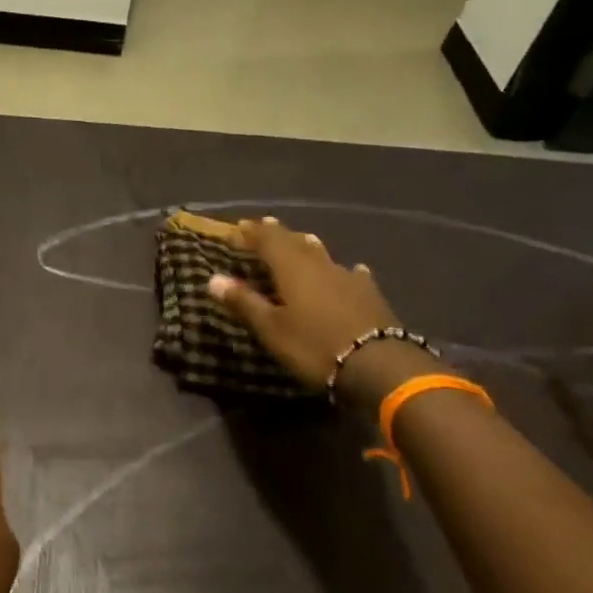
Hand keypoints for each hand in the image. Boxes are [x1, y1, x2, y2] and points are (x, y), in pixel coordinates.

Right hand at [208, 218, 429, 405]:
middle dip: (277, 235)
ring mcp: (348, 278)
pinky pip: (352, 274)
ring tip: (301, 240)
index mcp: (292, 268)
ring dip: (307, 247)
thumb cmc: (314, 346)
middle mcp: (319, 265)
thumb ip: (244, 302)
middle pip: (295, 242)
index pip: (267, 240)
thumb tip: (212, 278)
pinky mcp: (370, 295)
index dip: (250, 233)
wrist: (379, 365)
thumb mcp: (272, 329)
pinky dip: (342, 271)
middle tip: (263, 227)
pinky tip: (351, 271)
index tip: (235, 229)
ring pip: (323, 255)